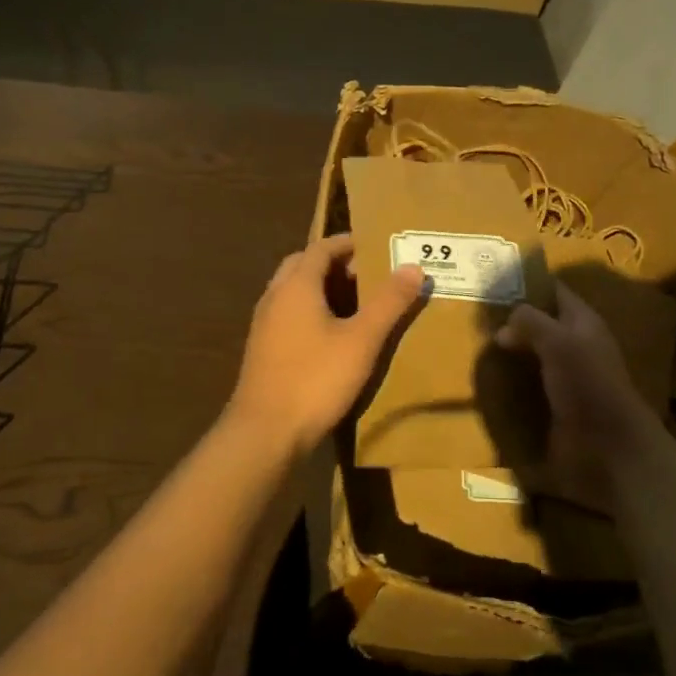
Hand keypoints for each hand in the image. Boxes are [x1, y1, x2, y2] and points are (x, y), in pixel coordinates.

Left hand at [227, 234, 425, 458]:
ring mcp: (263, 324)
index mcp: (296, 286)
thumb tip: (413, 266)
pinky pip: (287, 314)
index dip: (347, 243)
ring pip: (292, 291)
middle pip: (303, 266)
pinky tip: (331, 335)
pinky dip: (309, 310)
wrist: (265, 432)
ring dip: (320, 288)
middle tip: (366, 273)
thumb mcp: (362, 340)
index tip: (374, 245)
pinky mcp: (262, 350)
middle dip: (333, 264)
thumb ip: (388, 302)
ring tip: (355, 302)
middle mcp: (274, 297)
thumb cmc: (316, 379)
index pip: (321, 247)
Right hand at [495, 286, 668, 513]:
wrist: (608, 446)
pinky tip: (491, 380)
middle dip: (514, 320)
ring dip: (511, 352)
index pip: (555, 292)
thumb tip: (504, 324)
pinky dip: (513, 380)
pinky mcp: (557, 404)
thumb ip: (531, 322)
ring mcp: (567, 376)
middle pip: (542, 323)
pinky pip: (530, 384)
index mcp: (583, 322)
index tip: (494, 282)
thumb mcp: (558, 341)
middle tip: (476, 317)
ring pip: (534, 354)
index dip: (529, 284)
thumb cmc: (587, 383)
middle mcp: (576, 345)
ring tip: (478, 347)